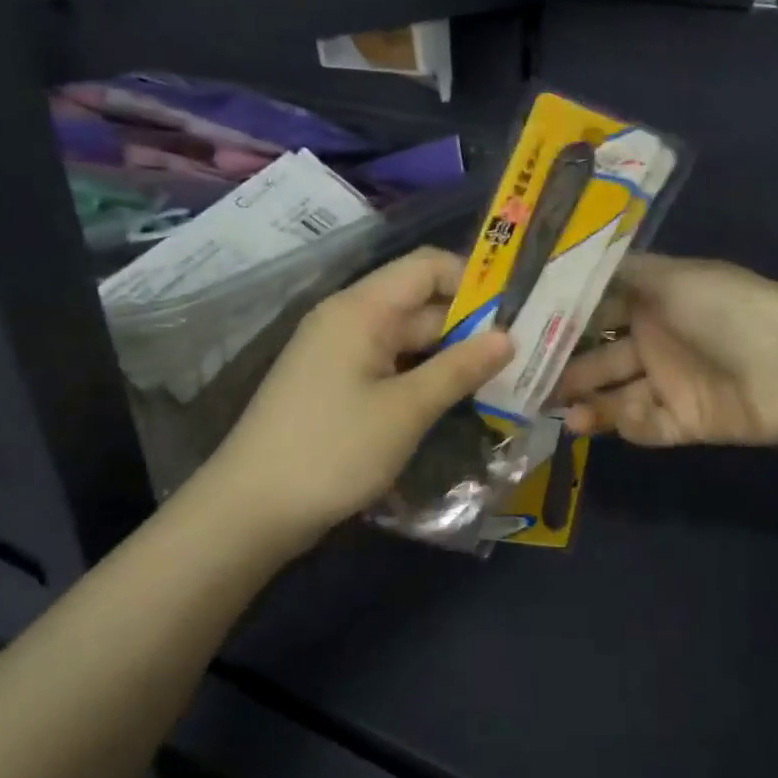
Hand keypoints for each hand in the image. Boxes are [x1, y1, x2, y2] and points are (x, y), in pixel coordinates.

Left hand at [212, 249, 512, 549]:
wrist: (251, 510)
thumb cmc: (332, 451)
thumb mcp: (406, 410)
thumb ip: (459, 368)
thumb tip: (508, 338)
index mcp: (361, 309)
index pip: (427, 267)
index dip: (474, 280)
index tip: (517, 313)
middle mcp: (351, 320)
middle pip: (422, 304)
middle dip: (472, 325)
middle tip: (525, 354)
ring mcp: (342, 354)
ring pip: (411, 340)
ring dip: (453, 356)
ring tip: (503, 378)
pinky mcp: (339, 386)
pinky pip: (393, 367)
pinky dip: (426, 377)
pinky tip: (459, 399)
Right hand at [549, 254, 777, 446]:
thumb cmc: (727, 310)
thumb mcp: (672, 278)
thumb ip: (622, 274)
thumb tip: (574, 261)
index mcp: (655, 301)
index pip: (600, 312)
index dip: (565, 322)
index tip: (523, 333)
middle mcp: (659, 341)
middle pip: (602, 358)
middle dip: (568, 369)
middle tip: (528, 384)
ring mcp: (673, 384)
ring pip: (619, 396)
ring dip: (590, 404)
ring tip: (561, 412)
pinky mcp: (687, 421)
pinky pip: (649, 425)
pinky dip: (632, 424)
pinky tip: (620, 419)